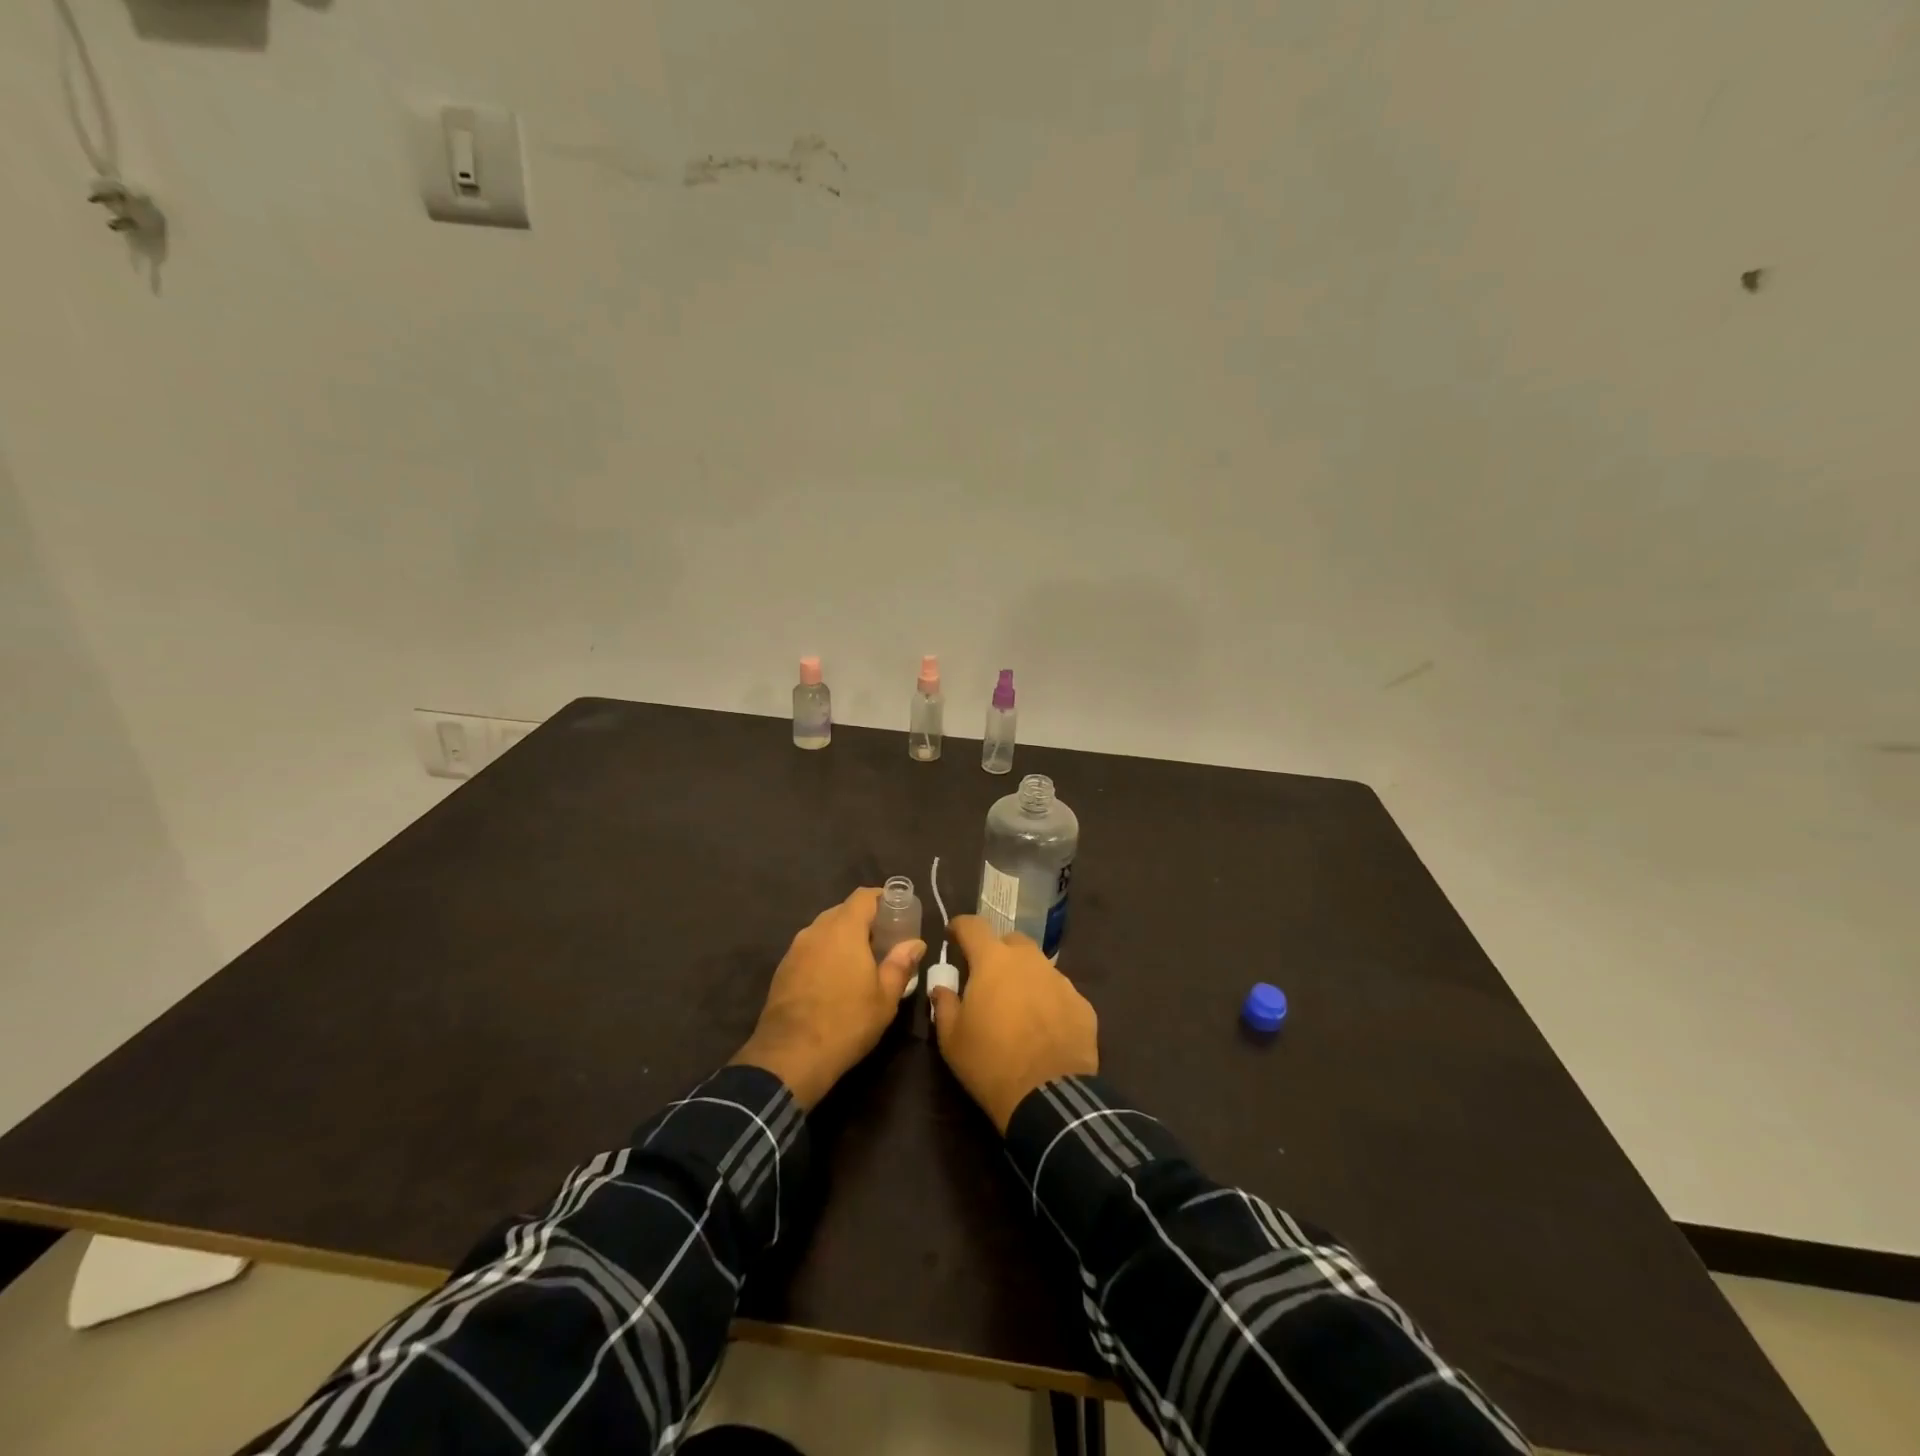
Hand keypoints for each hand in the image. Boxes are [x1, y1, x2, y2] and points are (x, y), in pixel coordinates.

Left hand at [732, 888, 924, 1109]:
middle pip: (843, 911)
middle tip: (884, 942)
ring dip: (843, 938)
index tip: (898, 912)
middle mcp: (816, 930)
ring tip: (860, 962)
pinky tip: (834, 980)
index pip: (863, 896)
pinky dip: (825, 954)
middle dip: (864, 921)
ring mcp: (795, 949)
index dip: (882, 898)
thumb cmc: (847, 1022)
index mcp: (844, 929)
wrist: (790, 1056)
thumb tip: (916, 943)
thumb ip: (901, 964)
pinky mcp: (782, 969)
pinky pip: (810, 949)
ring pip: (824, 931)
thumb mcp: (885, 997)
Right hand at [930, 915, 1098, 1132]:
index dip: (960, 927)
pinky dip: (1048, 1001)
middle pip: (1010, 941)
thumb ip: (943, 1003)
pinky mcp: (1082, 1004)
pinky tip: (1043, 1028)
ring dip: (1024, 977)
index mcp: (993, 961)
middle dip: (996, 952)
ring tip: (1017, 1008)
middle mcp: (1029, 960)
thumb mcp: (951, 1038)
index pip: (973, 925)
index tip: (952, 936)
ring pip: (1038, 966)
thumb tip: (942, 987)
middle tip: (987, 979)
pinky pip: (1059, 993)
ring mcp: (1060, 980)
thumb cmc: (990, 1062)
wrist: (1048, 1097)